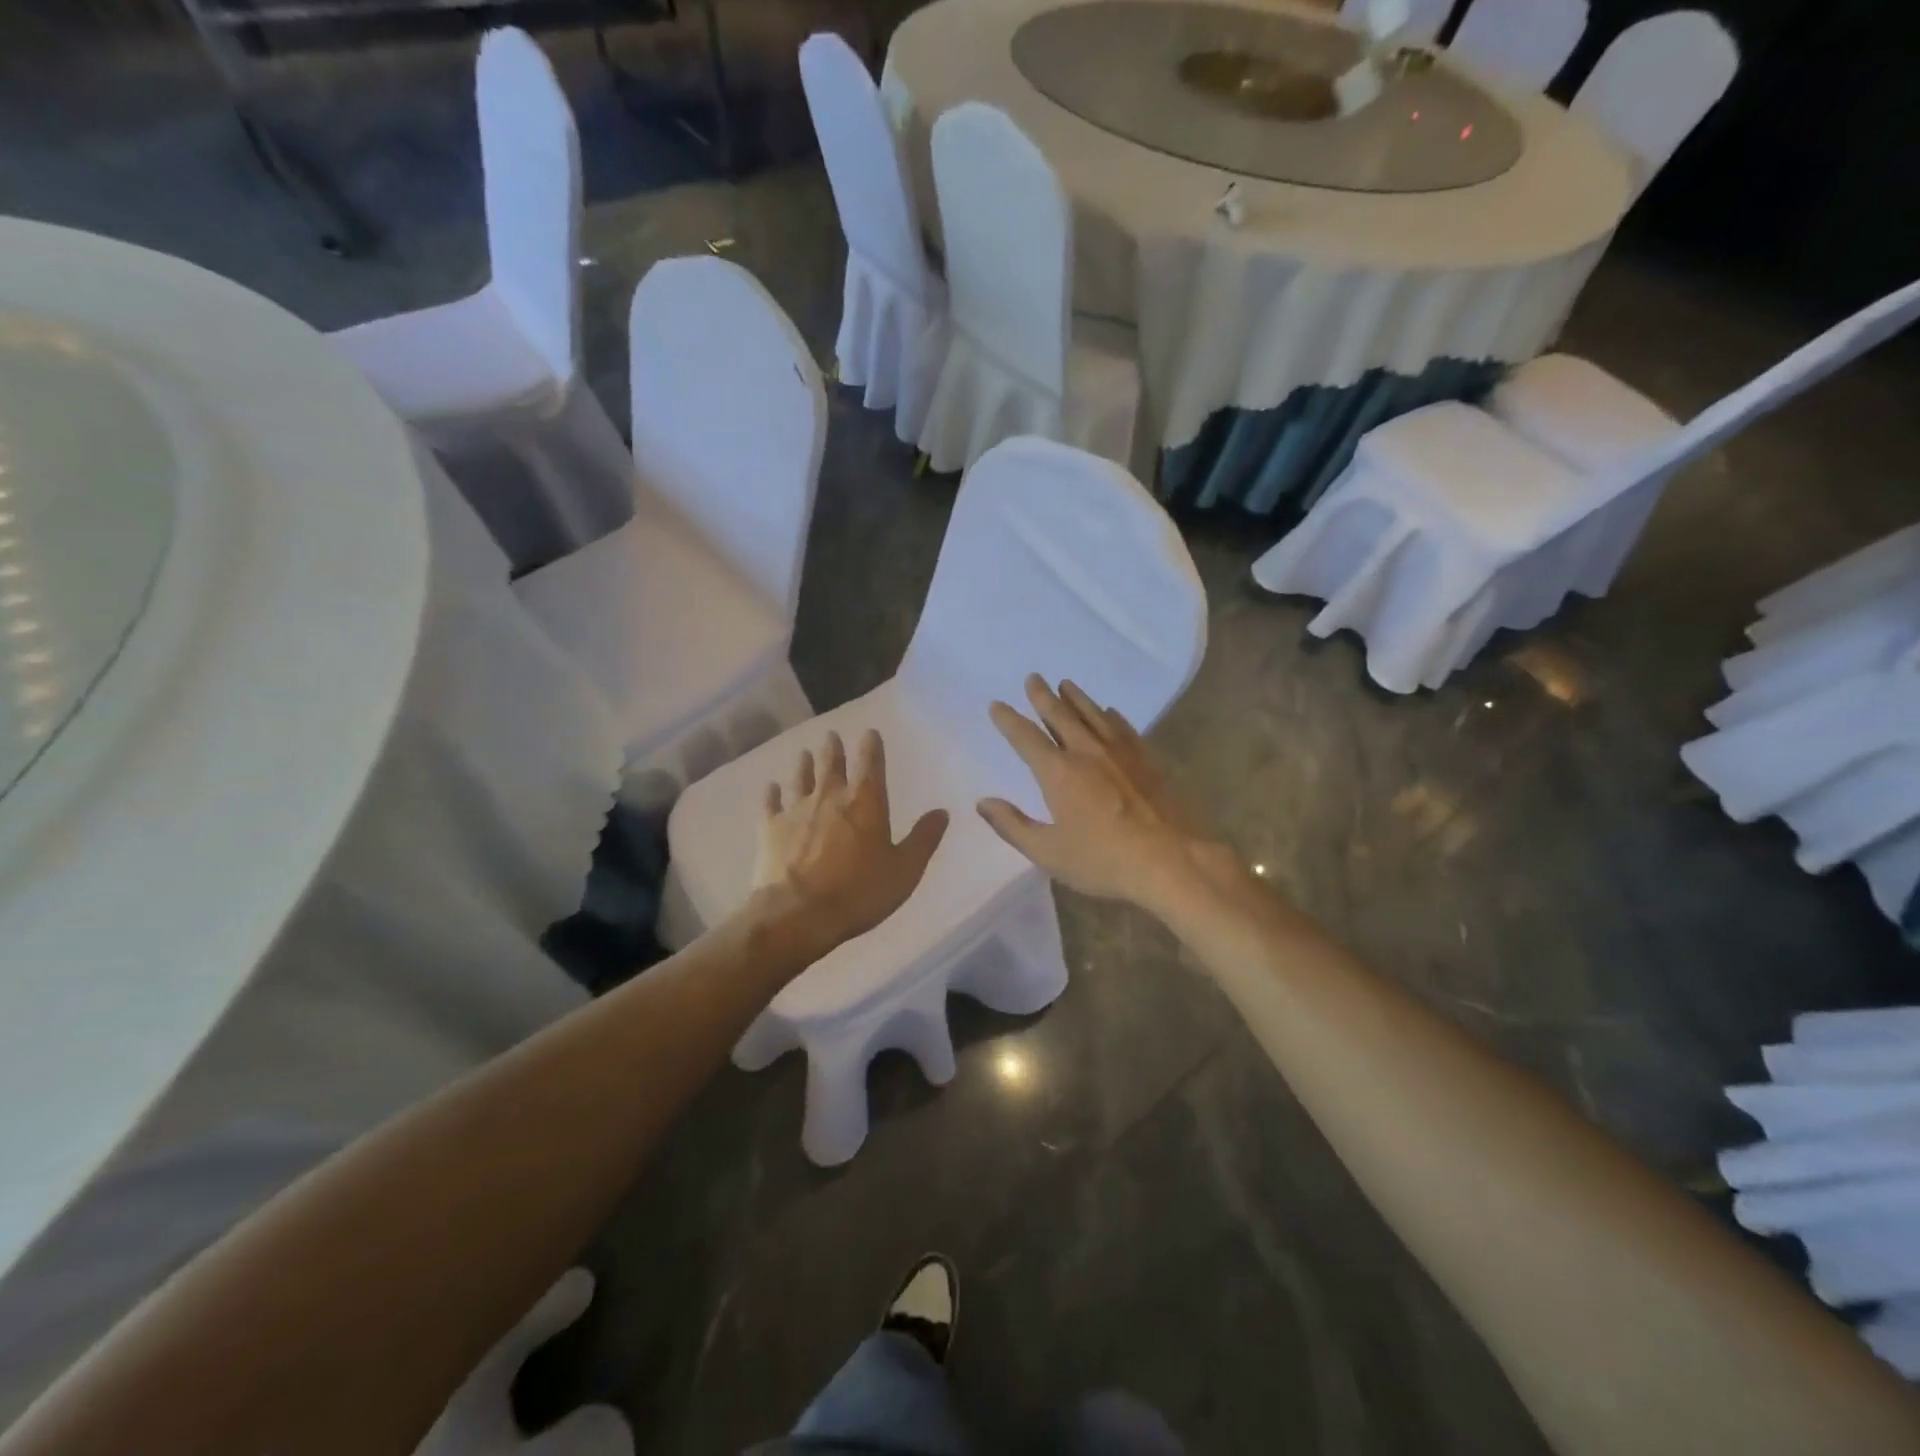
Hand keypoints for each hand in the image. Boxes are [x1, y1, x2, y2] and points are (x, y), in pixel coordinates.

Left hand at [753, 729, 948, 954]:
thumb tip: (942, 812)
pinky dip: (772, 794)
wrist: (798, 914)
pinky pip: (771, 804)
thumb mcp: (904, 870)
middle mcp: (830, 797)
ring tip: (805, 753)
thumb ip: (923, 839)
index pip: (871, 764)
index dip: (871, 746)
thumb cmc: (858, 892)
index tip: (870, 732)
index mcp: (865, 802)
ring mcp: (796, 811)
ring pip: (801, 779)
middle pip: (832, 765)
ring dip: (805, 765)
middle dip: (834, 749)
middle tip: (832, 735)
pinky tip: (771, 787)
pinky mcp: (770, 829)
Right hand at [977, 676, 1222, 911]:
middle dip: (1043, 697)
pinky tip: (1111, 712)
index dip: (1009, 721)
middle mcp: (1087, 752)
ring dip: (1077, 698)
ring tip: (1066, 684)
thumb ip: (1013, 826)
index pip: (1026, 738)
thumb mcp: (1048, 852)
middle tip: (1033, 678)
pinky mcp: (1148, 761)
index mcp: (1059, 773)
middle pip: (1061, 716)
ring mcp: (1121, 754)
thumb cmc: (1103, 860)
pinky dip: (1112, 716)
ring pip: (1094, 715)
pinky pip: (1124, 729)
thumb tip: (984, 803)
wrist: (1171, 860)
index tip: (997, 705)